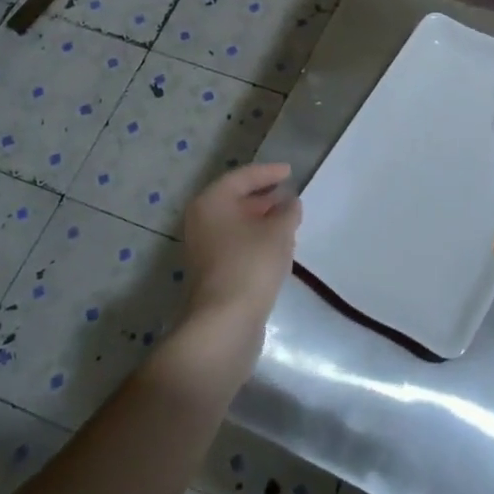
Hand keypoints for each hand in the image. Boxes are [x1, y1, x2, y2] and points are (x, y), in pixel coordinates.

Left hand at [180, 163, 302, 334]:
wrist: (225, 322)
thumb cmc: (251, 264)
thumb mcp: (279, 231)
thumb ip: (288, 211)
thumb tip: (291, 202)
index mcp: (212, 202)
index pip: (242, 177)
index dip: (268, 172)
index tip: (290, 172)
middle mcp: (202, 220)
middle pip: (235, 199)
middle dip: (264, 197)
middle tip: (290, 195)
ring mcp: (204, 248)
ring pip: (236, 223)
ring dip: (262, 220)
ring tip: (289, 219)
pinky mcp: (212, 271)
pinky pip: (236, 243)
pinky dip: (255, 238)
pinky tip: (277, 245)